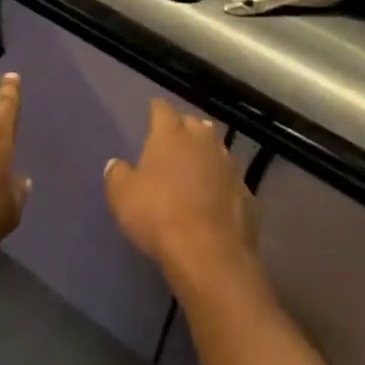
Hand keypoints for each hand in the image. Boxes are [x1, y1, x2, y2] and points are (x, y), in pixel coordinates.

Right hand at [104, 99, 257, 290]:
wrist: (209, 255)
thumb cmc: (158, 216)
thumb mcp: (121, 196)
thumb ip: (117, 174)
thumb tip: (117, 165)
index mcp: (171, 134)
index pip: (161, 109)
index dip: (155, 111)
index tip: (150, 116)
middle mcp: (203, 142)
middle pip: (193, 124)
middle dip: (183, 130)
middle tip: (171, 144)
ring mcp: (229, 167)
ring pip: (216, 150)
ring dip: (205, 156)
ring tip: (194, 170)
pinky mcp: (247, 195)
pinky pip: (230, 182)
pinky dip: (221, 186)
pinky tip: (213, 201)